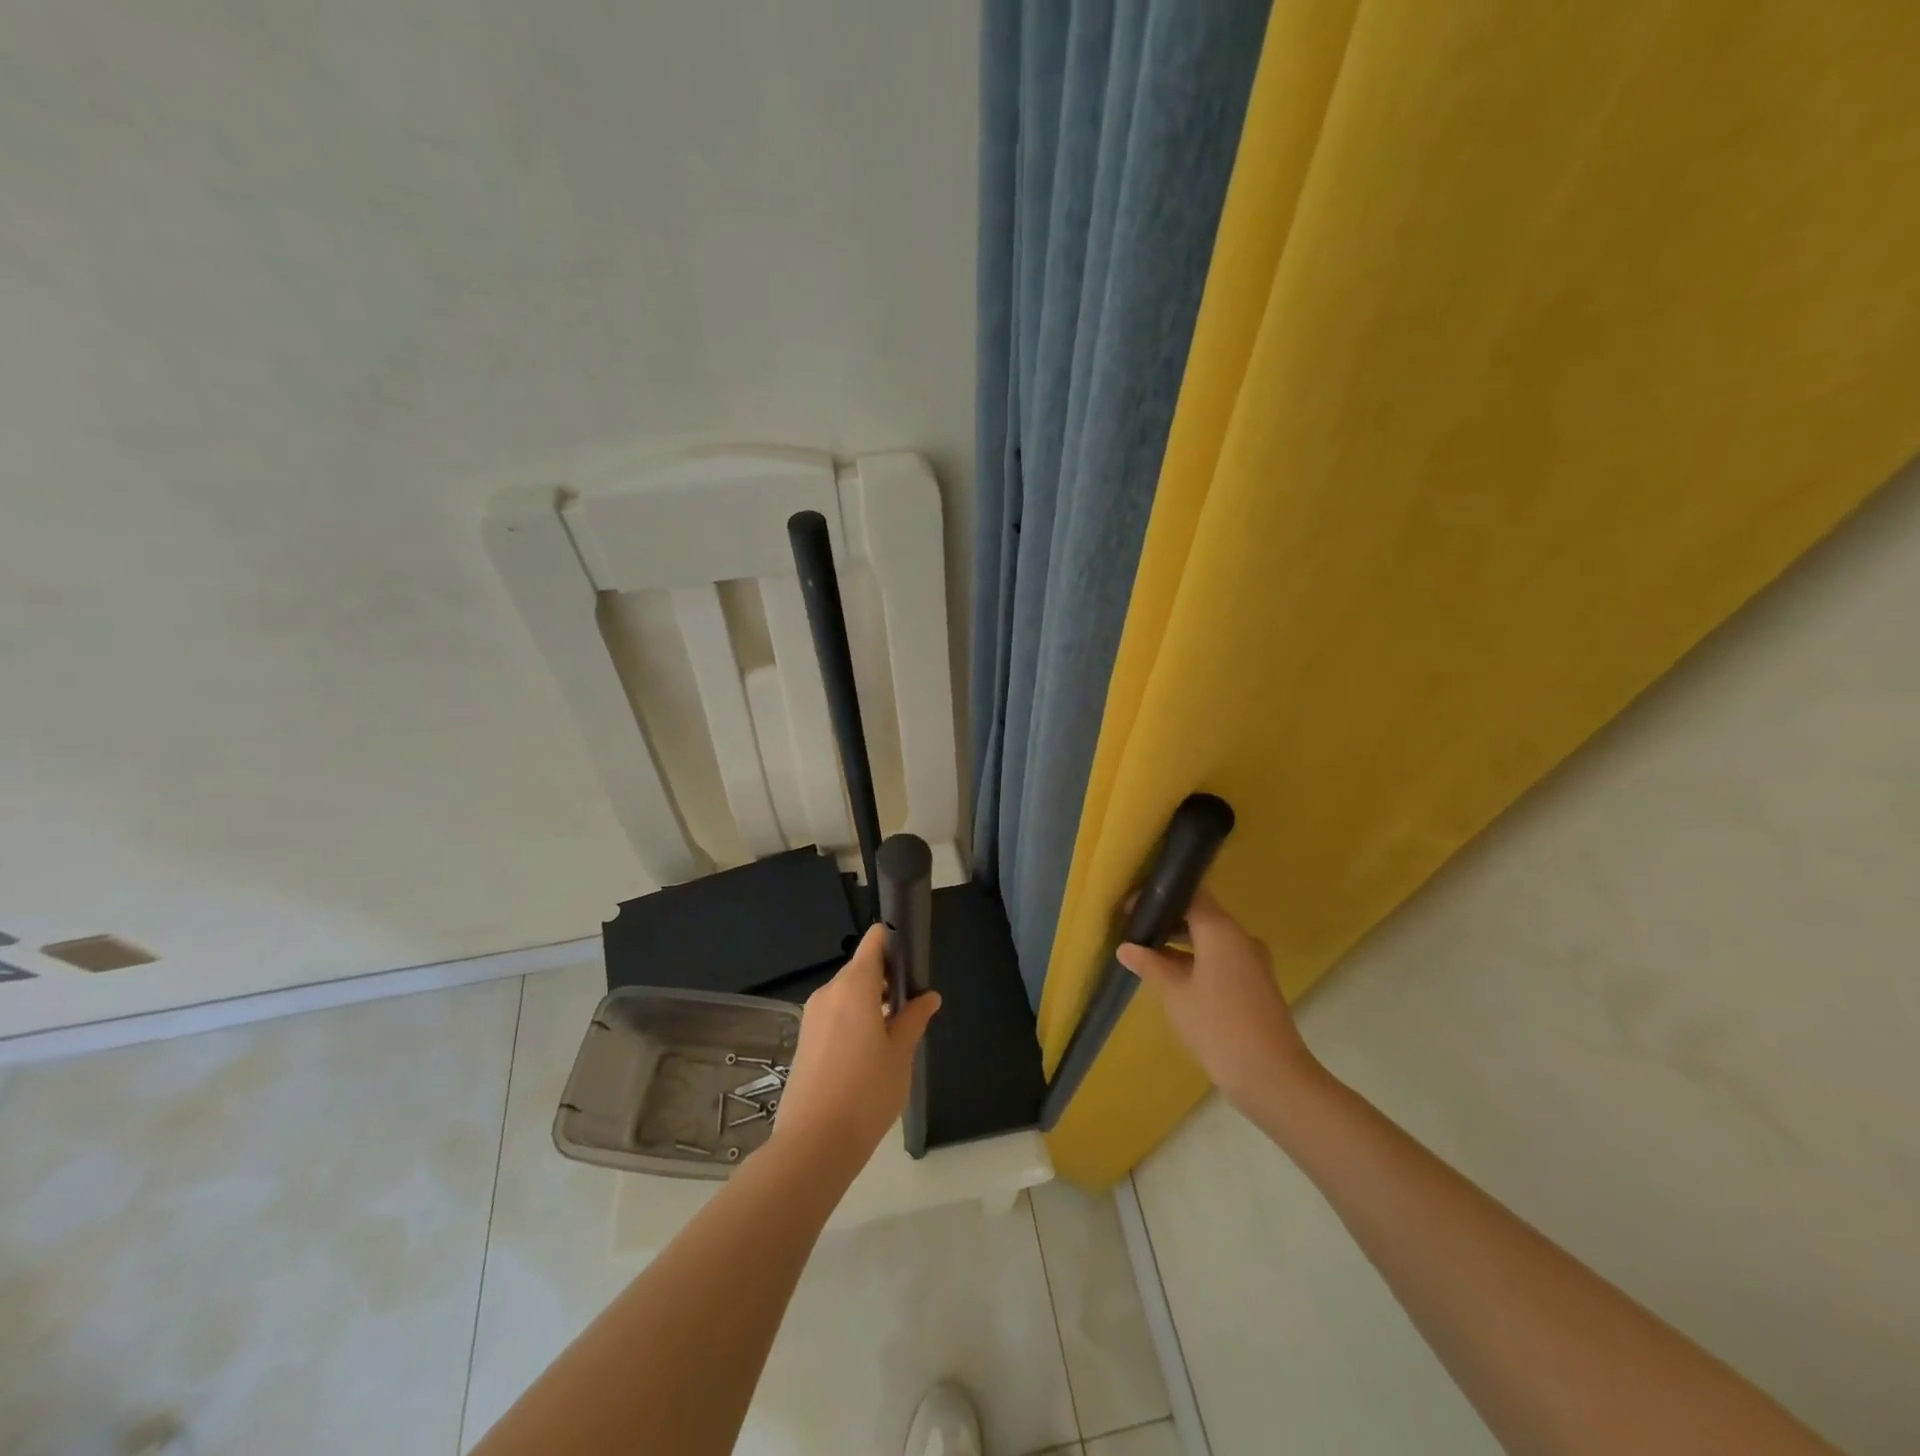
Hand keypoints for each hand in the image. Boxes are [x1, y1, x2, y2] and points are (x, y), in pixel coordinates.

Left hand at [771, 923, 939, 1179]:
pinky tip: (868, 1052)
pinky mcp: (805, 1039)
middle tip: (910, 1006)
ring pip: (846, 993)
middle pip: (860, 968)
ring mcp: (812, 1016)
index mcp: (854, 986)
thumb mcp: (900, 1054)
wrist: (813, 1144)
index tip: (913, 960)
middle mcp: (829, 992)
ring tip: (894, 1032)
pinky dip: (853, 1020)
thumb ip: (914, 1019)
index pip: (874, 941)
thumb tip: (928, 996)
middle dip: (885, 979)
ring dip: (869, 1002)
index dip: (894, 942)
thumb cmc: (866, 1093)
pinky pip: (834, 1014)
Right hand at [1116, 889, 1317, 1108]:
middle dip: (1167, 920)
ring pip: (1210, 939)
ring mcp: (1251, 962)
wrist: (1272, 1077)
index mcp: (1221, 931)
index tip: (1132, 906)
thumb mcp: (1174, 994)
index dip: (1160, 896)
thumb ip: (1149, 965)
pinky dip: (1196, 960)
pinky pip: (1220, 959)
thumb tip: (1126, 947)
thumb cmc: (1217, 1026)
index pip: (1191, 894)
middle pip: (1200, 915)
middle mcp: (1240, 938)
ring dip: (1180, 943)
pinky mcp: (1254, 984)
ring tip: (1146, 953)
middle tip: (1133, 929)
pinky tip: (1172, 978)